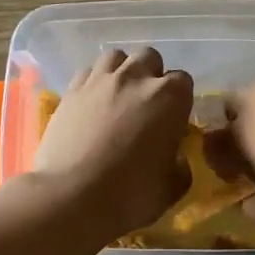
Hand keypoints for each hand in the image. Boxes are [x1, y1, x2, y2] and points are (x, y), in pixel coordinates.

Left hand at [35, 48, 192, 238]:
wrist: (71, 197)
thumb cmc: (130, 194)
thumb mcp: (171, 188)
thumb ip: (180, 166)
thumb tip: (175, 159)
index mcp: (170, 97)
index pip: (183, 82)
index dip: (179, 101)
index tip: (172, 121)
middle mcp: (136, 77)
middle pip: (149, 58)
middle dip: (151, 76)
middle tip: (146, 106)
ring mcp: (100, 80)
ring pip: (116, 57)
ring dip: (122, 72)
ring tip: (118, 97)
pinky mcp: (70, 90)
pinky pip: (88, 73)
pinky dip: (94, 83)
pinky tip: (92, 104)